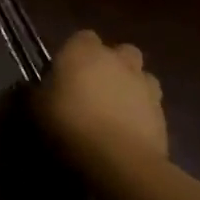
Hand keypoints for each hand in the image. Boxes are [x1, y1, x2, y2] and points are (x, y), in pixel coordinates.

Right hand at [31, 29, 167, 169]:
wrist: (118, 161)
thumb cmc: (69, 123)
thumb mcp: (37, 107)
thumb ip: (39, 92)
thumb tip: (35, 91)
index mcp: (84, 50)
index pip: (83, 37)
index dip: (76, 52)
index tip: (67, 71)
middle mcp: (118, 61)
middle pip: (122, 52)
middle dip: (114, 64)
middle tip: (96, 86)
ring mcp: (145, 88)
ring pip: (143, 77)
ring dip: (133, 87)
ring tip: (118, 108)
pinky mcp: (164, 117)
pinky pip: (153, 107)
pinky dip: (143, 114)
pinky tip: (129, 132)